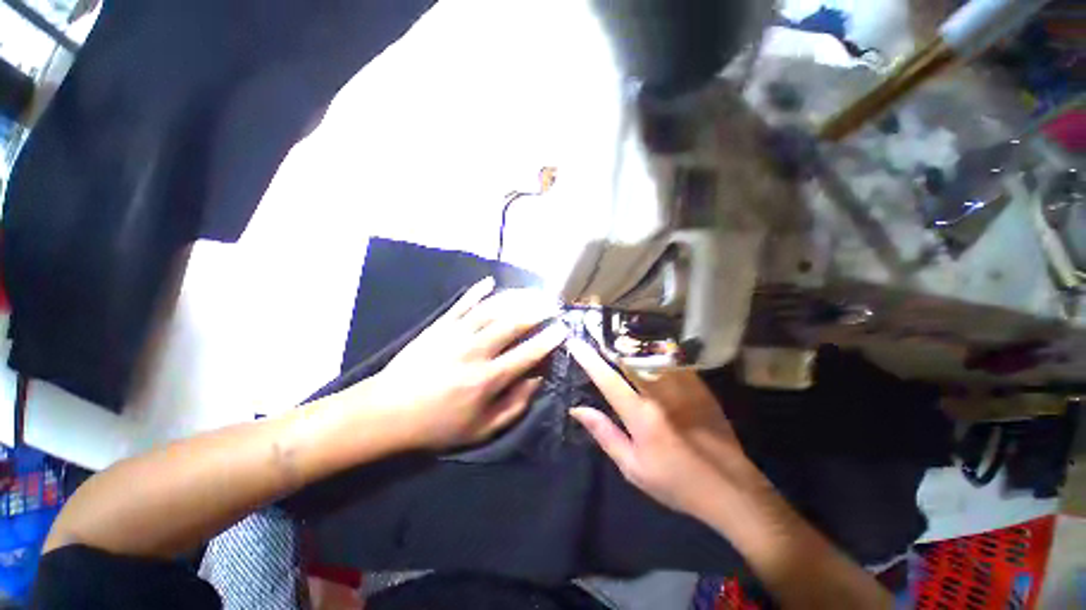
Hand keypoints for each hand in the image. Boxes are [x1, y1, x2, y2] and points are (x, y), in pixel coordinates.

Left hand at [362, 277, 566, 449]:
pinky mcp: (439, 326)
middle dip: (537, 312)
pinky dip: (476, 291)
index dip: (548, 340)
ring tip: (532, 293)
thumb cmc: (437, 425)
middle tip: (552, 304)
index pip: (527, 353)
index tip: (563, 329)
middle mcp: (475, 350)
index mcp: (487, 378)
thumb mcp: (481, 429)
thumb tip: (536, 380)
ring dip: (515, 299)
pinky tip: (489, 281)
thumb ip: (514, 406)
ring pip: (491, 309)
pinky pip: (461, 304)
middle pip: (513, 323)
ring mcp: (455, 334)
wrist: (386, 413)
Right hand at [568, 339, 768, 522]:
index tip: (575, 342)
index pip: (608, 380)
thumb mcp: (633, 467)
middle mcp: (661, 394)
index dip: (589, 359)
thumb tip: (577, 409)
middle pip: (630, 358)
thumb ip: (604, 434)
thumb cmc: (675, 482)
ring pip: (652, 354)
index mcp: (641, 415)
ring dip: (631, 343)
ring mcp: (684, 387)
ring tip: (617, 333)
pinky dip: (656, 351)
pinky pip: (673, 360)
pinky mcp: (700, 387)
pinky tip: (648, 346)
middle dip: (610, 342)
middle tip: (595, 331)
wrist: (730, 489)